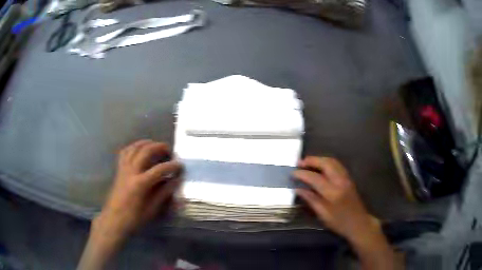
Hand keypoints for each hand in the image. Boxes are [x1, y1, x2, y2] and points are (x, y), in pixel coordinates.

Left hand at [94, 140, 181, 238]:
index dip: (172, 166)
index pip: (159, 169)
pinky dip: (132, 147)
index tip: (180, 165)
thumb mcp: (152, 209)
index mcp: (140, 183)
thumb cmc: (134, 218)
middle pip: (145, 151)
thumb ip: (164, 193)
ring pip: (134, 148)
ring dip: (145, 143)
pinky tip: (138, 149)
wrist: (115, 220)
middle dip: (158, 147)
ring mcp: (123, 169)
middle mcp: (131, 172)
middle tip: (168, 150)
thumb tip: (175, 181)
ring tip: (154, 144)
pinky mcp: (119, 170)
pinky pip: (124, 153)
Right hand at [294, 156, 378, 242]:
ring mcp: (346, 178)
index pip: (315, 178)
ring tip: (308, 162)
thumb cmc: (340, 223)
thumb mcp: (323, 215)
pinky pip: (337, 165)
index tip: (293, 173)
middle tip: (300, 163)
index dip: (302, 174)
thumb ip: (311, 200)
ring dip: (320, 159)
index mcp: (333, 192)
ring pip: (333, 161)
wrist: (359, 223)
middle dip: (312, 160)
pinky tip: (321, 166)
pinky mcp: (349, 178)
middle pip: (326, 163)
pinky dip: (327, 162)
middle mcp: (341, 181)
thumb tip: (298, 189)